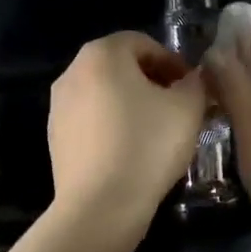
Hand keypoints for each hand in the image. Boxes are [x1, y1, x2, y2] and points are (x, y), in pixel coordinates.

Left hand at [48, 32, 208, 236]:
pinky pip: (91, 120)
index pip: (143, 43)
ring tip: (158, 131)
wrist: (100, 208)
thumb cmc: (147, 146)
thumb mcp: (188, 108)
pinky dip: (113, 125)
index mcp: (102, 54)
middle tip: (179, 107)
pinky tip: (133, 151)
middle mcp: (73, 72)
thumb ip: (195, 83)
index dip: (172, 62)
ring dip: (133, 103)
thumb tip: (191, 79)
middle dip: (153, 81)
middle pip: (121, 66)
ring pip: (105, 93)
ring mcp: (58, 106)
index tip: (192, 87)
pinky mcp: (55, 138)